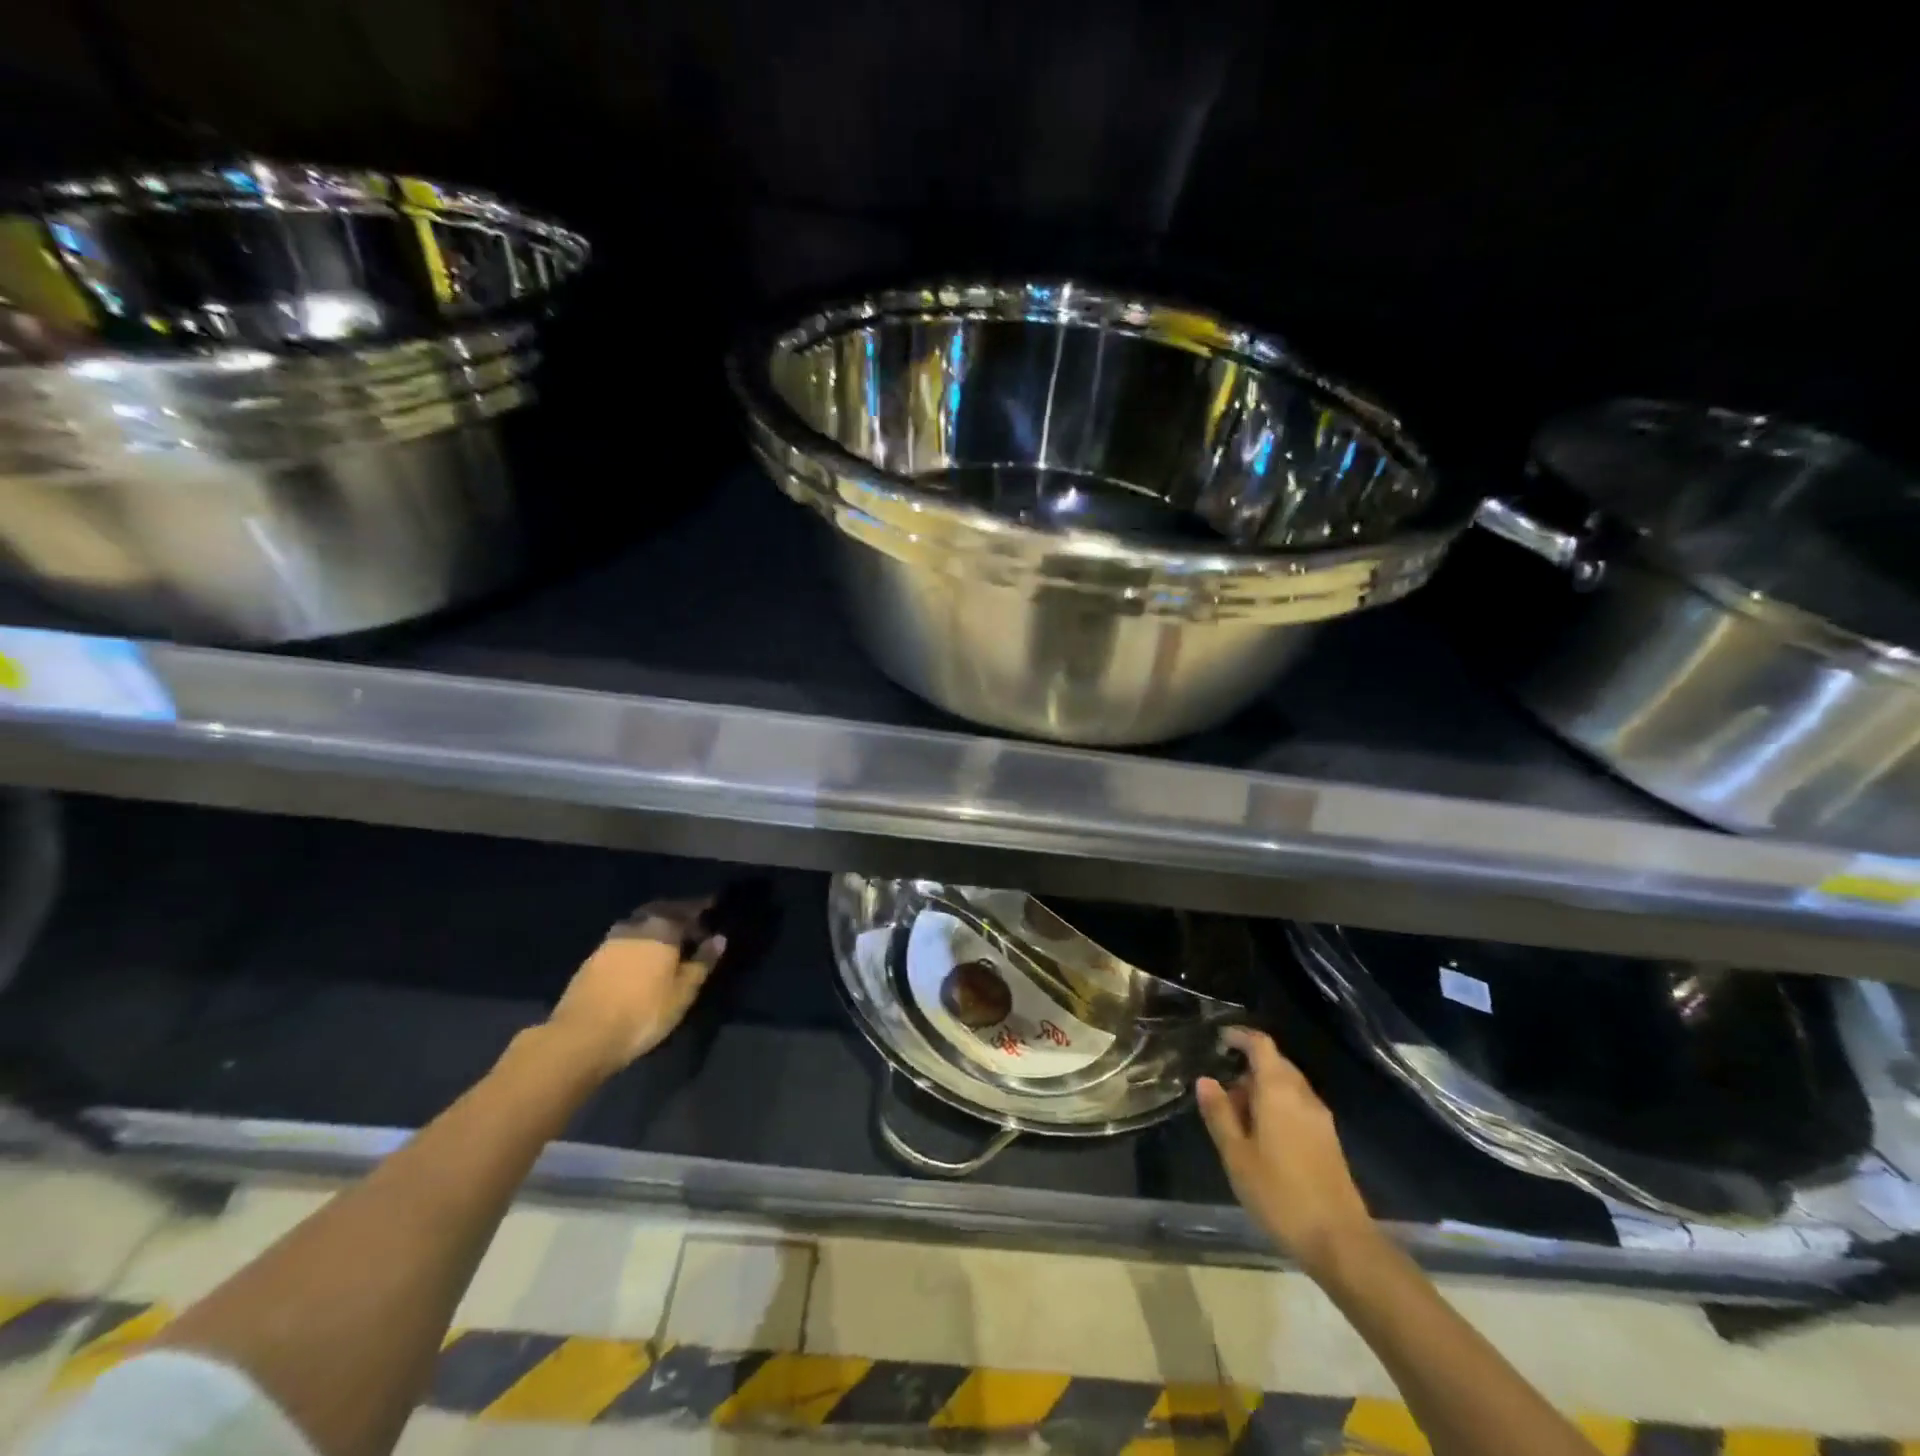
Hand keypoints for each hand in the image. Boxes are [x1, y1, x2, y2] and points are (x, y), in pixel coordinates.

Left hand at [546, 898, 727, 1075]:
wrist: (582, 1036)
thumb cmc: (644, 1012)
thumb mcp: (683, 992)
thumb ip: (702, 962)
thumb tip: (718, 938)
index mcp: (662, 927)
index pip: (689, 908)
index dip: (703, 907)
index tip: (714, 906)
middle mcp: (636, 925)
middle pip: (662, 910)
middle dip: (679, 914)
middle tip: (693, 924)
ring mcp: (610, 940)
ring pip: (641, 924)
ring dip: (657, 927)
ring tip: (669, 941)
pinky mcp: (593, 958)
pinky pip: (625, 939)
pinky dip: (639, 941)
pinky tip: (643, 956)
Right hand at [1197, 1027, 1374, 1274]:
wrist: (1340, 1241)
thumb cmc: (1280, 1194)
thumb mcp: (1237, 1155)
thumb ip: (1219, 1114)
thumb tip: (1205, 1080)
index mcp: (1278, 1090)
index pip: (1261, 1045)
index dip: (1239, 1036)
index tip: (1218, 1040)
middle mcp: (1302, 1095)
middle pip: (1275, 1063)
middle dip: (1247, 1067)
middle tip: (1221, 1090)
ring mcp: (1320, 1118)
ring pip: (1287, 1086)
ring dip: (1262, 1089)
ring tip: (1237, 1116)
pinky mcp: (1328, 1140)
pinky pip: (1297, 1106)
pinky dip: (1277, 1106)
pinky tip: (1262, 1136)